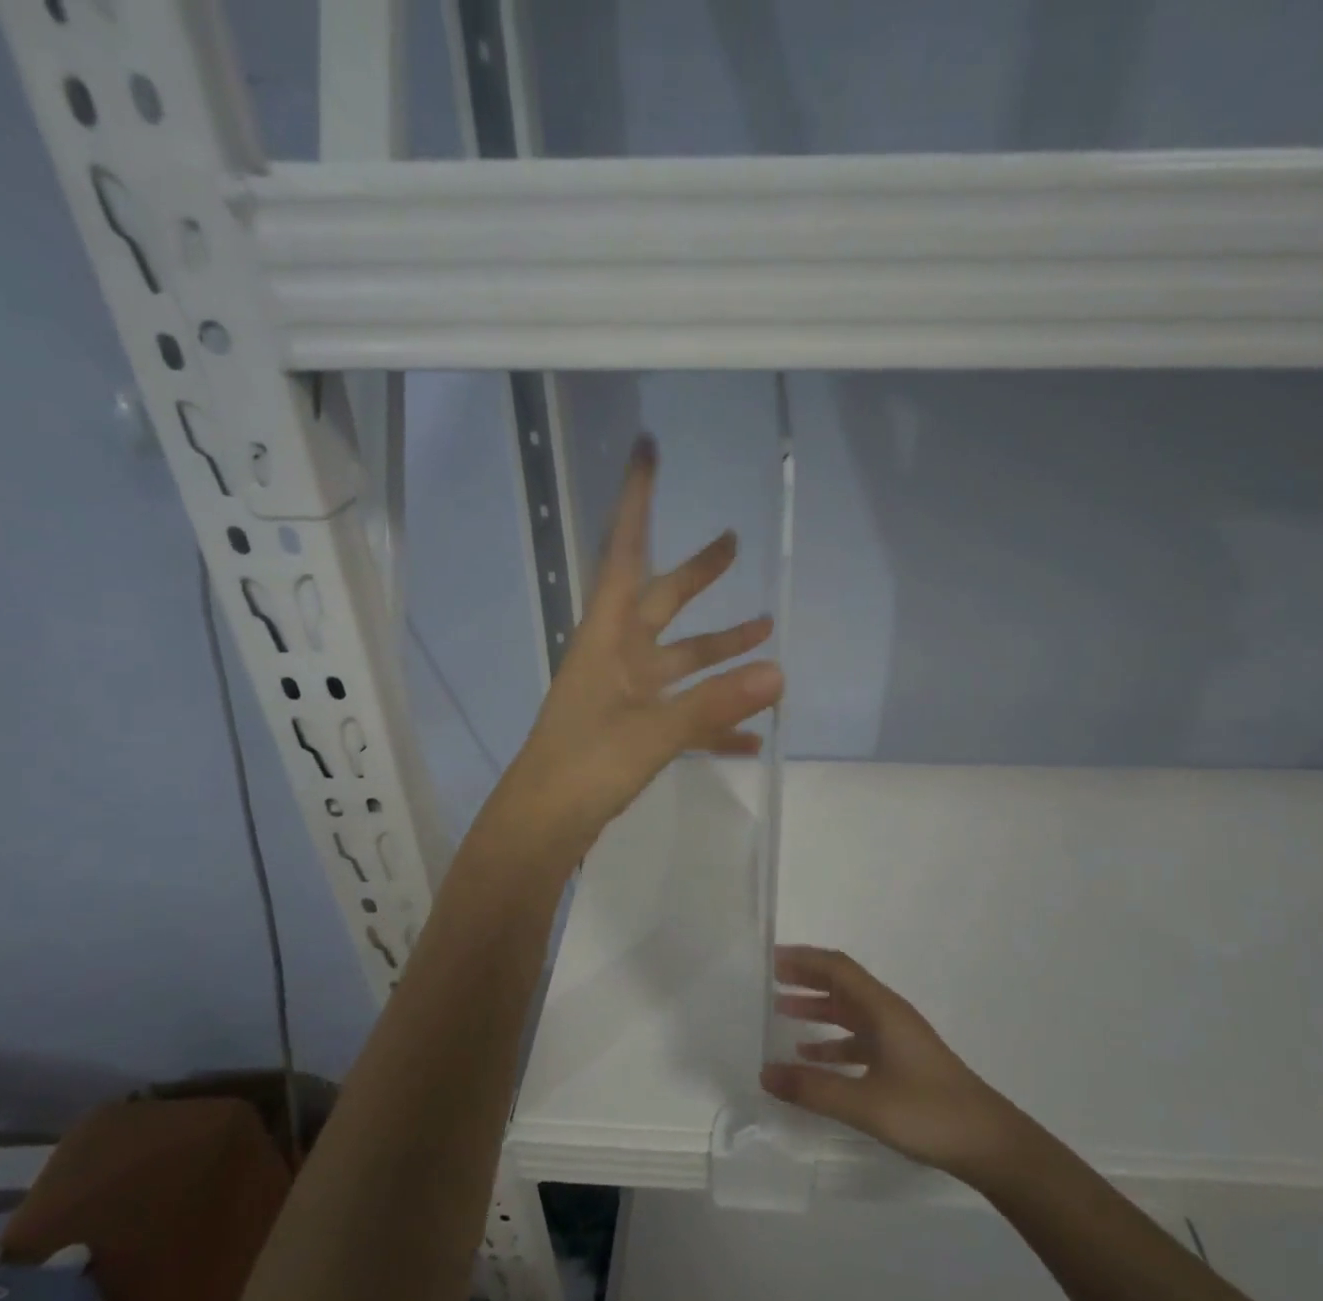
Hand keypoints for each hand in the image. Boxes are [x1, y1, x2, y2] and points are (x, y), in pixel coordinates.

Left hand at [497, 434, 783, 856]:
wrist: (543, 825)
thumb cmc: (584, 766)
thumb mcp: (653, 732)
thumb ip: (715, 703)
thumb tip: (779, 674)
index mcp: (608, 637)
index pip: (626, 553)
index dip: (637, 501)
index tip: (647, 451)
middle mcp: (617, 656)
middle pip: (663, 601)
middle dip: (698, 574)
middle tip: (733, 543)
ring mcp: (625, 694)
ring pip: (681, 661)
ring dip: (720, 647)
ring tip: (766, 630)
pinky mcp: (633, 730)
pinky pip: (682, 713)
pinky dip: (714, 720)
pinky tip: (751, 737)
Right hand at [761, 946, 1019, 1178]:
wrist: (991, 1144)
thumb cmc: (929, 1113)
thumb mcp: (865, 1103)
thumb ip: (813, 1088)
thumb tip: (764, 1074)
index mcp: (882, 1010)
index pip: (837, 967)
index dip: (803, 959)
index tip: (770, 959)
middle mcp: (888, 1015)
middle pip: (842, 984)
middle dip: (806, 978)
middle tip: (768, 979)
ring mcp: (897, 1039)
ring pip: (849, 1012)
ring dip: (817, 1008)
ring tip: (781, 1011)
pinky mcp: (902, 1063)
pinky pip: (858, 1040)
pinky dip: (832, 1042)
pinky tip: (812, 1058)